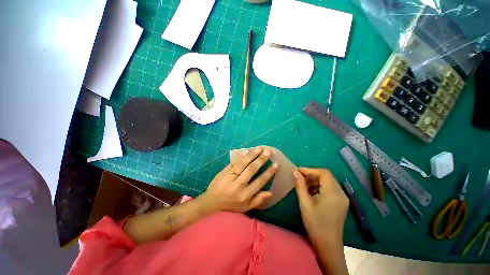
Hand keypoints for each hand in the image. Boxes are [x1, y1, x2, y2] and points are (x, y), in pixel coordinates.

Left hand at [201, 147, 277, 212]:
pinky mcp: (223, 172)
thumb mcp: (245, 208)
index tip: (275, 164)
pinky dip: (241, 156)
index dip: (269, 172)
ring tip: (259, 149)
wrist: (210, 204)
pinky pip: (233, 163)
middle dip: (261, 160)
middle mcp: (238, 185)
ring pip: (242, 164)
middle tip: (268, 152)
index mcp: (245, 195)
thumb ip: (257, 200)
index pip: (260, 181)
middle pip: (252, 170)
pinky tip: (247, 151)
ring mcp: (229, 178)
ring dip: (252, 155)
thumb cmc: (230, 207)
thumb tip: (270, 192)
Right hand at [294, 168, 348, 242]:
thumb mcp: (305, 203)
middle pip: (326, 176)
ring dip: (315, 181)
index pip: (323, 173)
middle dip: (311, 175)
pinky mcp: (340, 203)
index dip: (310, 170)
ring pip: (328, 182)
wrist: (328, 245)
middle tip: (299, 177)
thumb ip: (300, 185)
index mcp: (333, 193)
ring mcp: (342, 198)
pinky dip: (319, 187)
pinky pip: (329, 189)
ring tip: (303, 185)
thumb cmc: (315, 224)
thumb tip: (295, 172)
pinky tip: (310, 192)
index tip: (298, 171)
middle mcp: (340, 193)